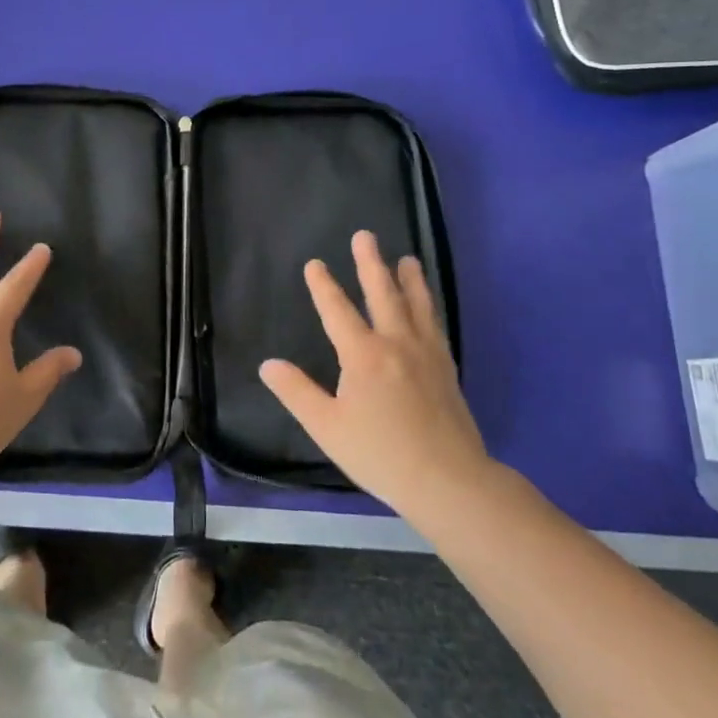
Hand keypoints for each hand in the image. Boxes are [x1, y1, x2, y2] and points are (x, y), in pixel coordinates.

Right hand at [261, 230, 494, 527]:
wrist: (449, 482)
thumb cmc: (380, 454)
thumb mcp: (327, 427)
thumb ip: (297, 392)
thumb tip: (268, 364)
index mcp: (363, 355)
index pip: (338, 310)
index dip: (324, 286)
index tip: (315, 264)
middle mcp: (396, 344)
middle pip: (383, 294)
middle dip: (371, 264)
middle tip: (365, 236)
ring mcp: (426, 355)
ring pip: (417, 306)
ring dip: (409, 279)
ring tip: (407, 259)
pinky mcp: (446, 370)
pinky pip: (435, 327)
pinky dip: (429, 308)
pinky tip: (428, 308)